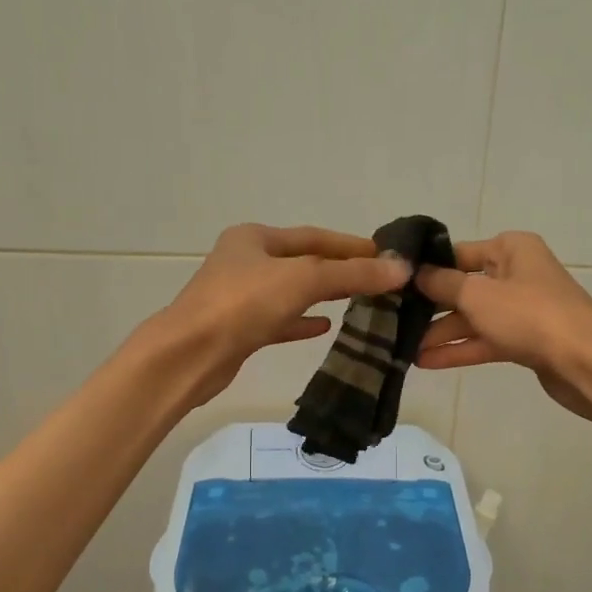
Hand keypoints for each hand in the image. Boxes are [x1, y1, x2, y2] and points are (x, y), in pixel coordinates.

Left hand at [149, 223, 409, 408]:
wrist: (190, 355)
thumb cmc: (244, 304)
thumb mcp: (303, 279)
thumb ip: (352, 274)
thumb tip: (401, 269)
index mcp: (255, 238)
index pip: (314, 236)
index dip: (351, 245)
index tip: (385, 255)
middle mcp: (246, 261)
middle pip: (303, 263)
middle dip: (340, 270)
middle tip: (378, 280)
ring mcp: (240, 297)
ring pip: (292, 292)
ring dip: (324, 295)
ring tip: (359, 301)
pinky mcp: (240, 329)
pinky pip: (280, 320)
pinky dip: (303, 322)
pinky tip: (326, 328)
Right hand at [414, 231, 591, 420]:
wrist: (585, 362)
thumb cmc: (530, 316)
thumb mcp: (478, 295)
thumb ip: (443, 284)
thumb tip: (416, 272)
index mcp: (511, 248)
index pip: (459, 253)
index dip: (428, 269)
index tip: (395, 285)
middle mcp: (517, 273)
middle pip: (465, 287)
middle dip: (431, 307)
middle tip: (393, 321)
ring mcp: (523, 309)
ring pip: (474, 317)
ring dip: (441, 333)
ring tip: (403, 349)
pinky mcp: (525, 340)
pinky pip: (486, 340)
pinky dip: (460, 349)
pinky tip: (426, 362)